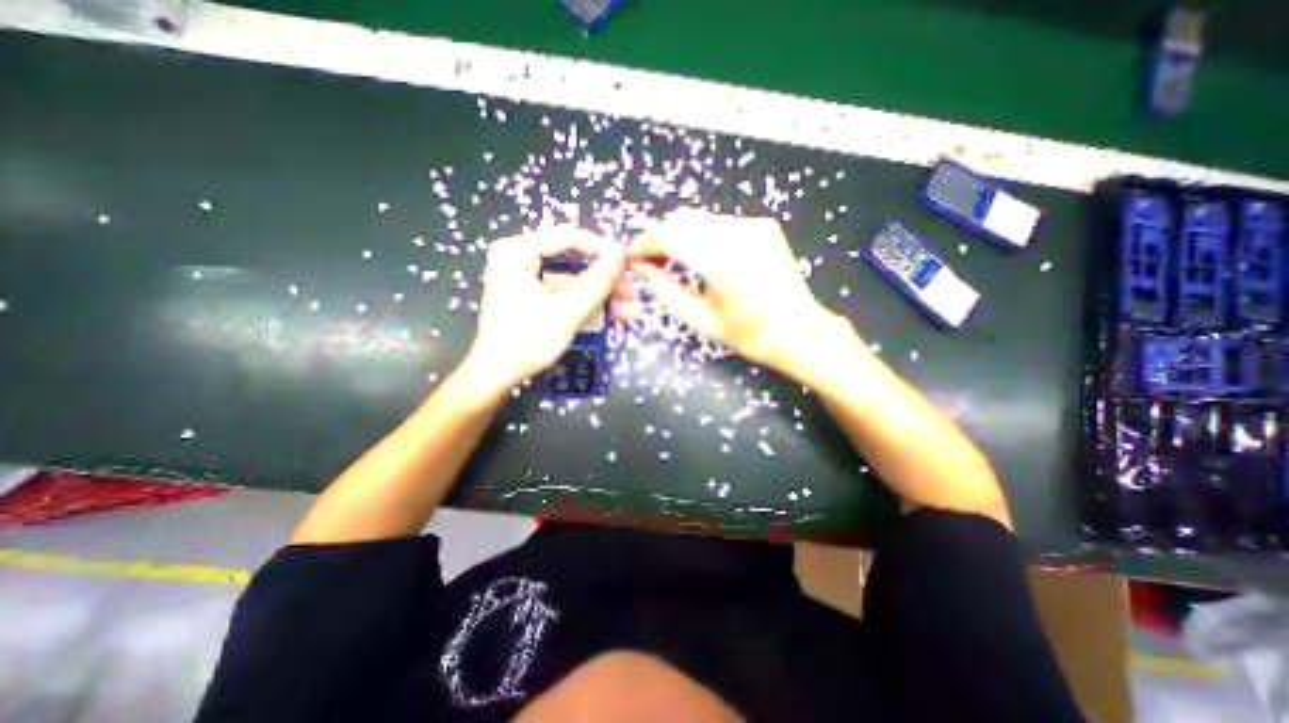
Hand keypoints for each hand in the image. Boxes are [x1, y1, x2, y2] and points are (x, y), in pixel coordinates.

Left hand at [463, 226, 633, 396]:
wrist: (498, 375)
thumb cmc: (527, 340)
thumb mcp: (566, 312)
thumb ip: (596, 284)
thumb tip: (621, 258)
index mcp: (518, 251)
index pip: (567, 236)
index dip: (601, 250)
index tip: (627, 266)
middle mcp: (521, 257)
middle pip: (573, 260)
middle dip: (605, 279)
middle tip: (630, 294)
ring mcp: (528, 278)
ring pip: (574, 279)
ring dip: (602, 294)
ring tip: (629, 309)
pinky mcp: (534, 296)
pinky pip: (566, 292)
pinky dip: (588, 303)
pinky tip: (613, 314)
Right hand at [629, 206, 847, 371]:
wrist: (800, 331)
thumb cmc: (749, 334)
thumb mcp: (701, 319)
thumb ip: (665, 290)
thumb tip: (641, 268)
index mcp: (722, 262)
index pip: (669, 236)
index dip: (644, 244)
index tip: (631, 257)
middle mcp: (738, 233)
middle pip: (682, 220)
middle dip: (659, 237)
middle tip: (649, 261)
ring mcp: (753, 225)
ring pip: (699, 218)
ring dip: (678, 235)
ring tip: (671, 260)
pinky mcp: (762, 225)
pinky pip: (719, 223)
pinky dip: (701, 235)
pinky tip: (700, 256)